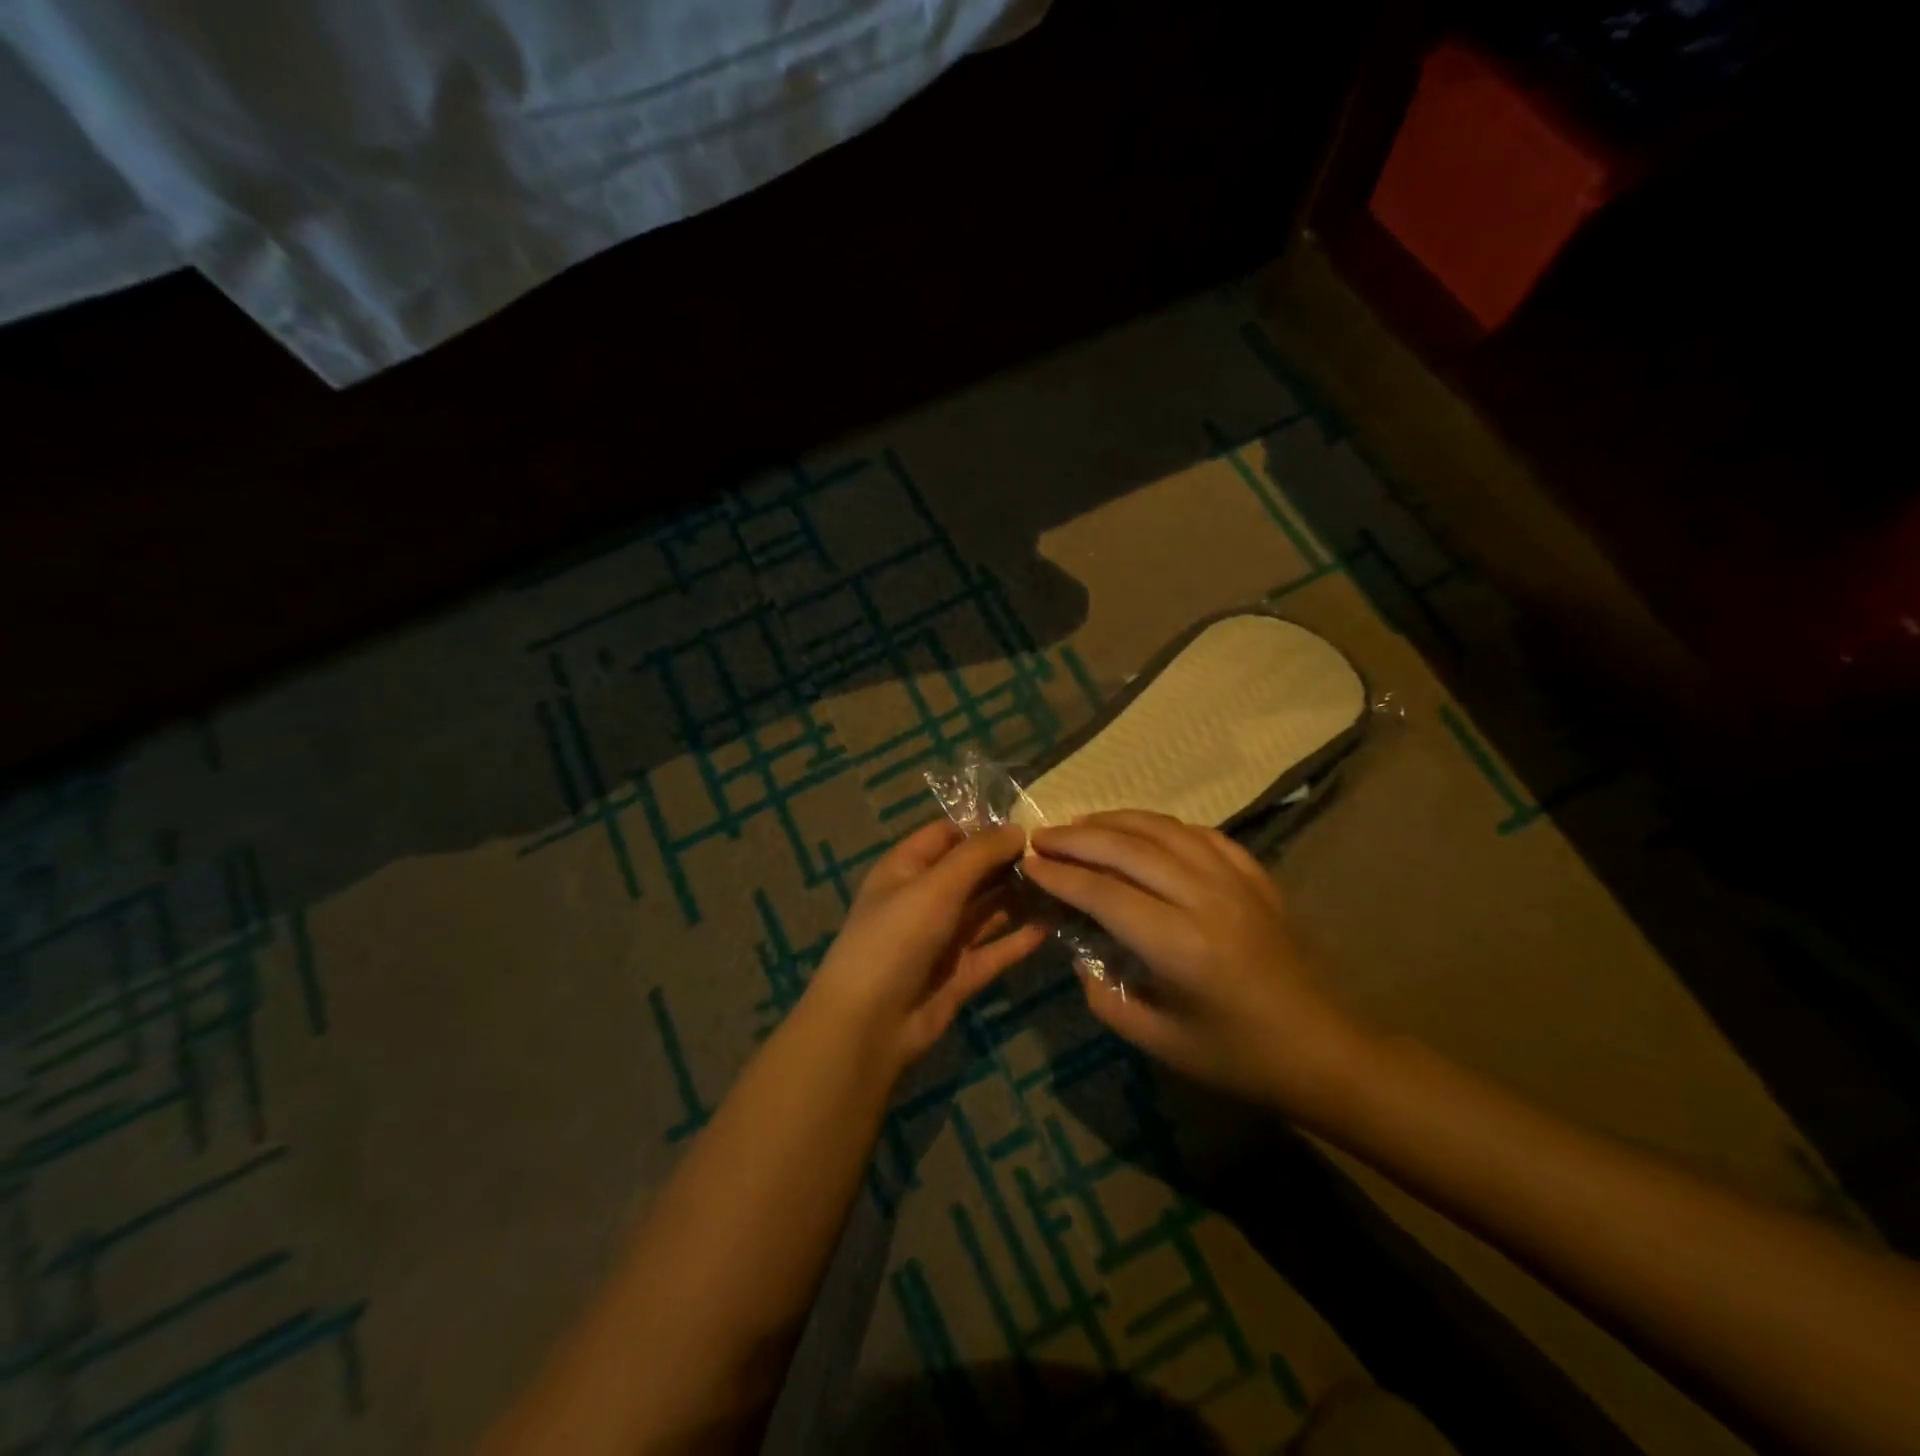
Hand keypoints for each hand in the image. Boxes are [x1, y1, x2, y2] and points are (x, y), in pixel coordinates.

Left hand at [804, 820, 1046, 1076]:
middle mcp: (925, 898)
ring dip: (1018, 898)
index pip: (948, 834)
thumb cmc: (896, 938)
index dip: (984, 827)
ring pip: (987, 910)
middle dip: (1008, 862)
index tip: (1030, 821)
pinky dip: (1019, 939)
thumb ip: (978, 855)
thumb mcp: (936, 886)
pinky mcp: (960, 974)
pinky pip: (995, 949)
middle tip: (1057, 853)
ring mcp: (943, 938)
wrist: (868, 1024)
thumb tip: (1017, 829)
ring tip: (1062, 883)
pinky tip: (1050, 925)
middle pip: (972, 872)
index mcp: (907, 868)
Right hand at [1023, 811, 1366, 1118]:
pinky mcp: (1256, 876)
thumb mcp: (1159, 1041)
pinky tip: (1141, 830)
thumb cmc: (1237, 1057)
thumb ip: (1106, 998)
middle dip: (1077, 839)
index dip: (1060, 876)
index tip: (1028, 864)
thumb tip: (1081, 956)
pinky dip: (1162, 826)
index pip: (1104, 893)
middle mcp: (1206, 899)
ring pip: (1164, 830)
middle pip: (1128, 849)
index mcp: (1180, 946)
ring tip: (1080, 824)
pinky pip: (1201, 834)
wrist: (1322, 1050)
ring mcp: (1236, 881)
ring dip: (1115, 820)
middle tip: (1041, 837)